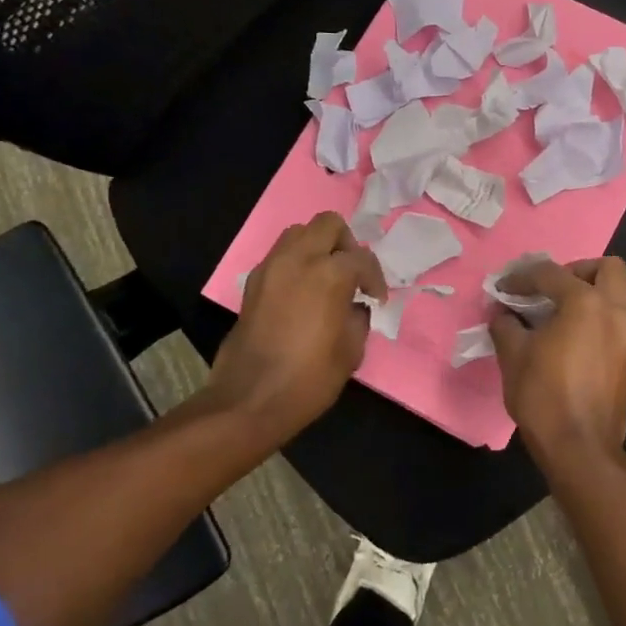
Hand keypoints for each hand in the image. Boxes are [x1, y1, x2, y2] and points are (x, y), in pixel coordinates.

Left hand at [206, 213, 386, 435]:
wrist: (249, 401)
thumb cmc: (309, 378)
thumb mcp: (351, 350)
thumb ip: (358, 317)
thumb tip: (354, 305)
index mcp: (329, 274)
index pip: (362, 258)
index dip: (375, 278)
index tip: (376, 300)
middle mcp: (298, 259)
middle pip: (328, 224)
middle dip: (346, 244)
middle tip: (352, 275)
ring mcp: (271, 268)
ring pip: (299, 233)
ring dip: (318, 248)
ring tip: (327, 279)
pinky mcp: (253, 284)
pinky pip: (280, 256)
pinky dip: (297, 263)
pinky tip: (304, 294)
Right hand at [490, 257, 625, 477]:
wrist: (580, 449)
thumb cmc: (544, 396)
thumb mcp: (513, 355)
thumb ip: (506, 324)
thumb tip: (503, 313)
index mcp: (587, 303)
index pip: (552, 274)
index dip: (522, 277)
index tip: (503, 288)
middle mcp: (617, 312)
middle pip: (608, 269)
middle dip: (578, 271)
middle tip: (551, 290)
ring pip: (617, 297)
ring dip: (590, 296)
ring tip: (558, 316)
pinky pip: (617, 324)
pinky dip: (598, 321)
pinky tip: (572, 341)